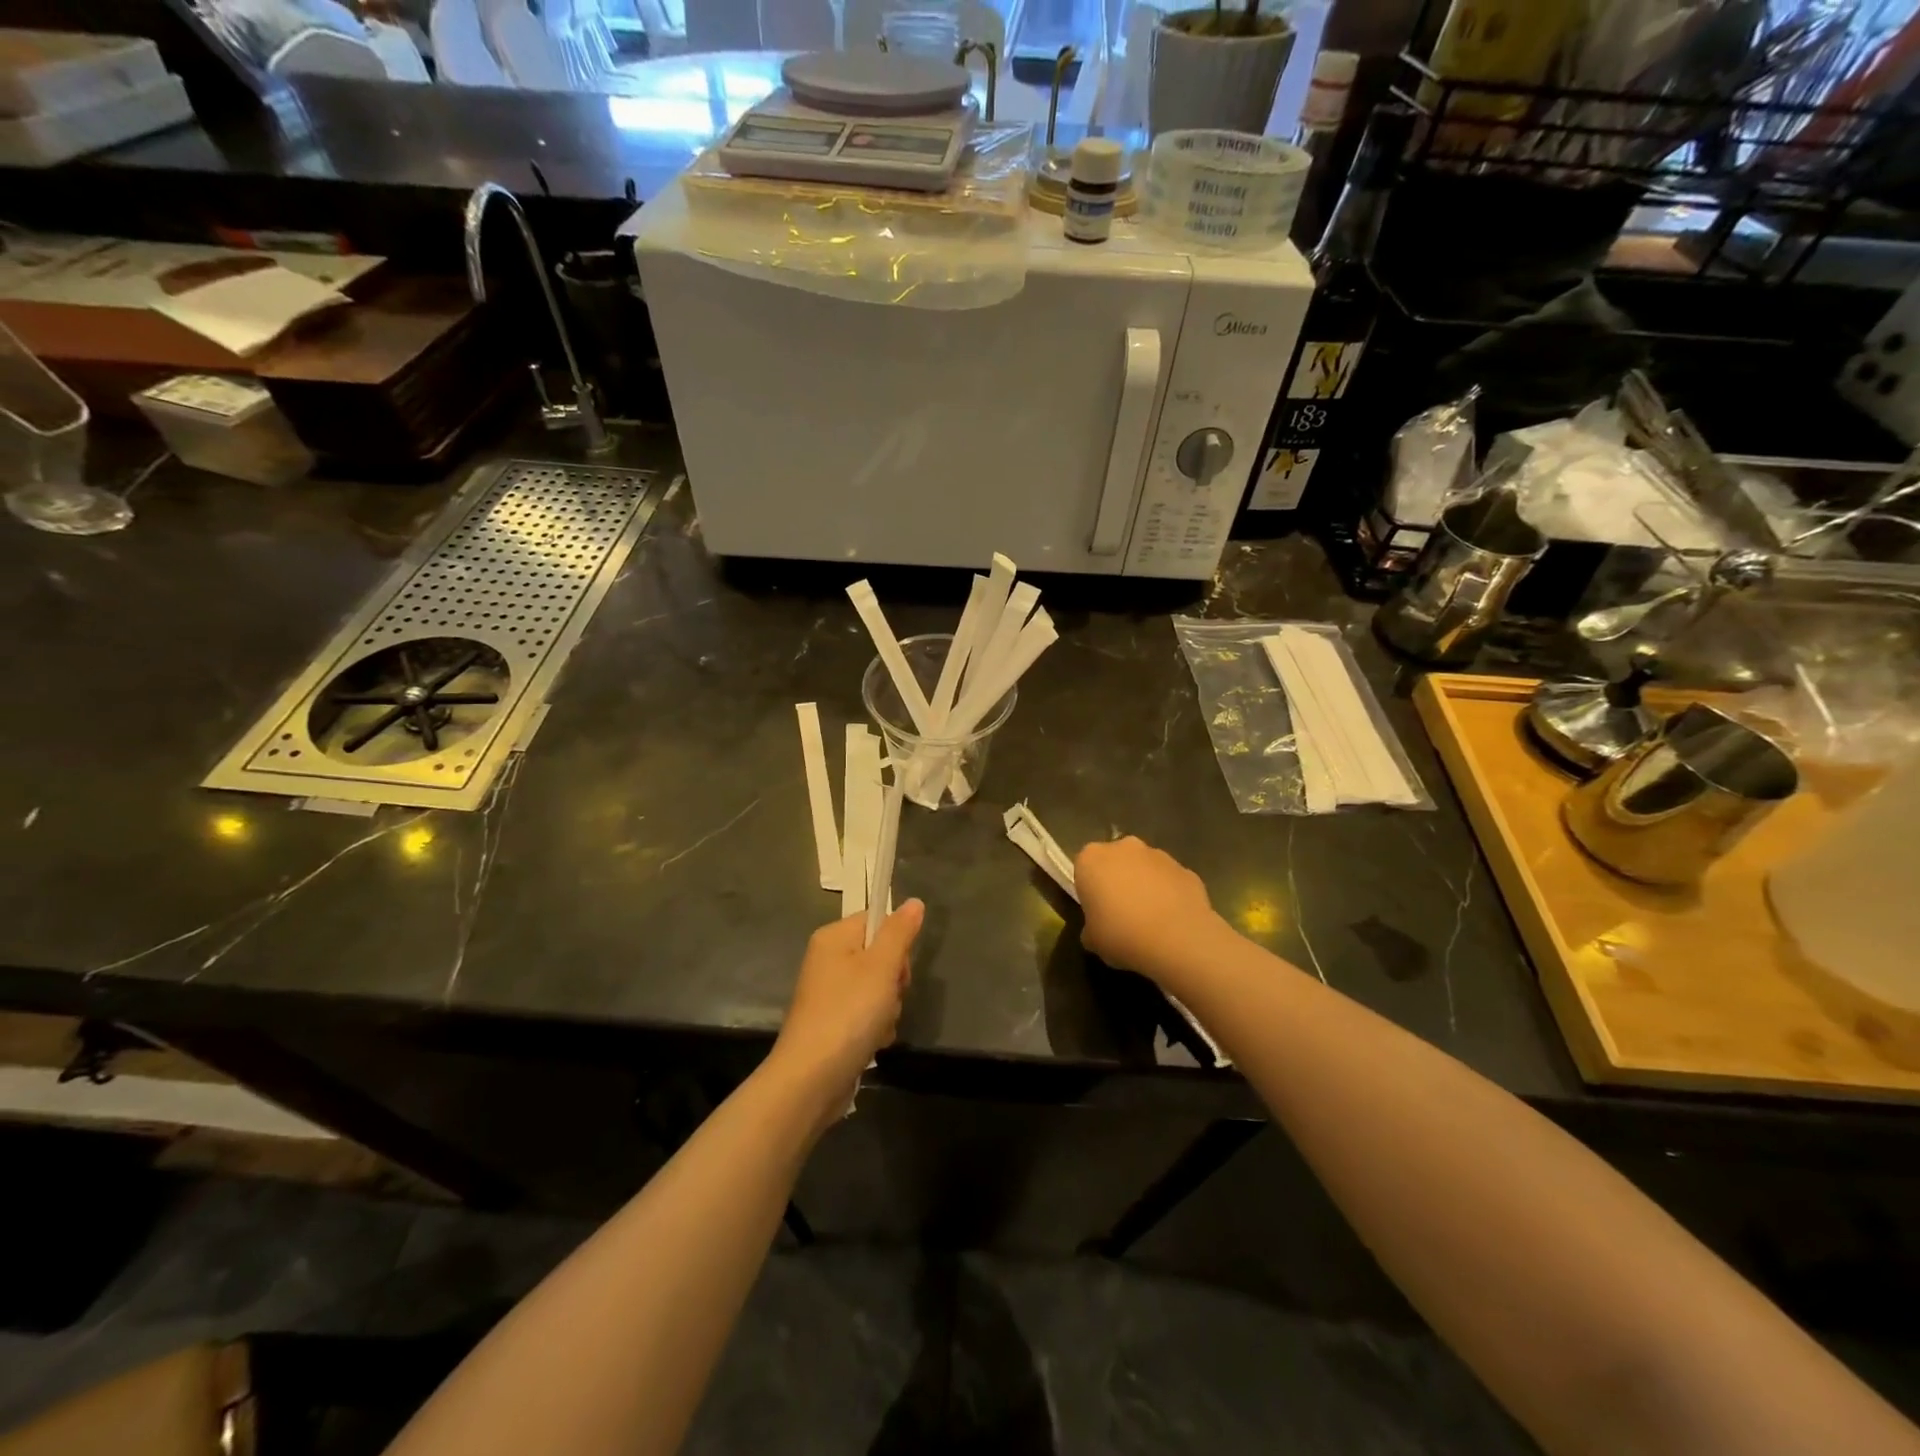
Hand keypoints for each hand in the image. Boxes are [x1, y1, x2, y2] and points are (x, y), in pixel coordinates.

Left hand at [774, 901, 923, 1096]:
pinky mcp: (833, 1023)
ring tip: (878, 1026)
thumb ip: (899, 932)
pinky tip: (873, 1042)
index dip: (896, 942)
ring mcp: (829, 993)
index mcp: (834, 938)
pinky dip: (875, 1027)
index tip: (897, 967)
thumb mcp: (881, 967)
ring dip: (888, 1008)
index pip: (876, 920)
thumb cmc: (848, 1013)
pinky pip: (867, 1014)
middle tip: (888, 997)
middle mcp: (828, 960)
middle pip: (880, 955)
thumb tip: (914, 901)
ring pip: (878, 988)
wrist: (811, 1078)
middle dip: (894, 980)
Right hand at [1075, 837, 1222, 983]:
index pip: (1084, 868)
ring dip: (1145, 886)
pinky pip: (1171, 882)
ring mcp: (1159, 855)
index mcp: (1091, 859)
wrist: (1178, 940)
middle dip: (1118, 881)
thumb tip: (1095, 931)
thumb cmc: (1121, 935)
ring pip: (1145, 868)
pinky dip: (1170, 895)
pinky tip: (1173, 922)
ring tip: (1151, 921)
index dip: (1090, 890)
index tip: (1096, 911)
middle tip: (1121, 914)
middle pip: (1116, 861)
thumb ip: (1090, 928)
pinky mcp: (1186, 869)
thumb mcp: (1092, 940)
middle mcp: (1124, 847)